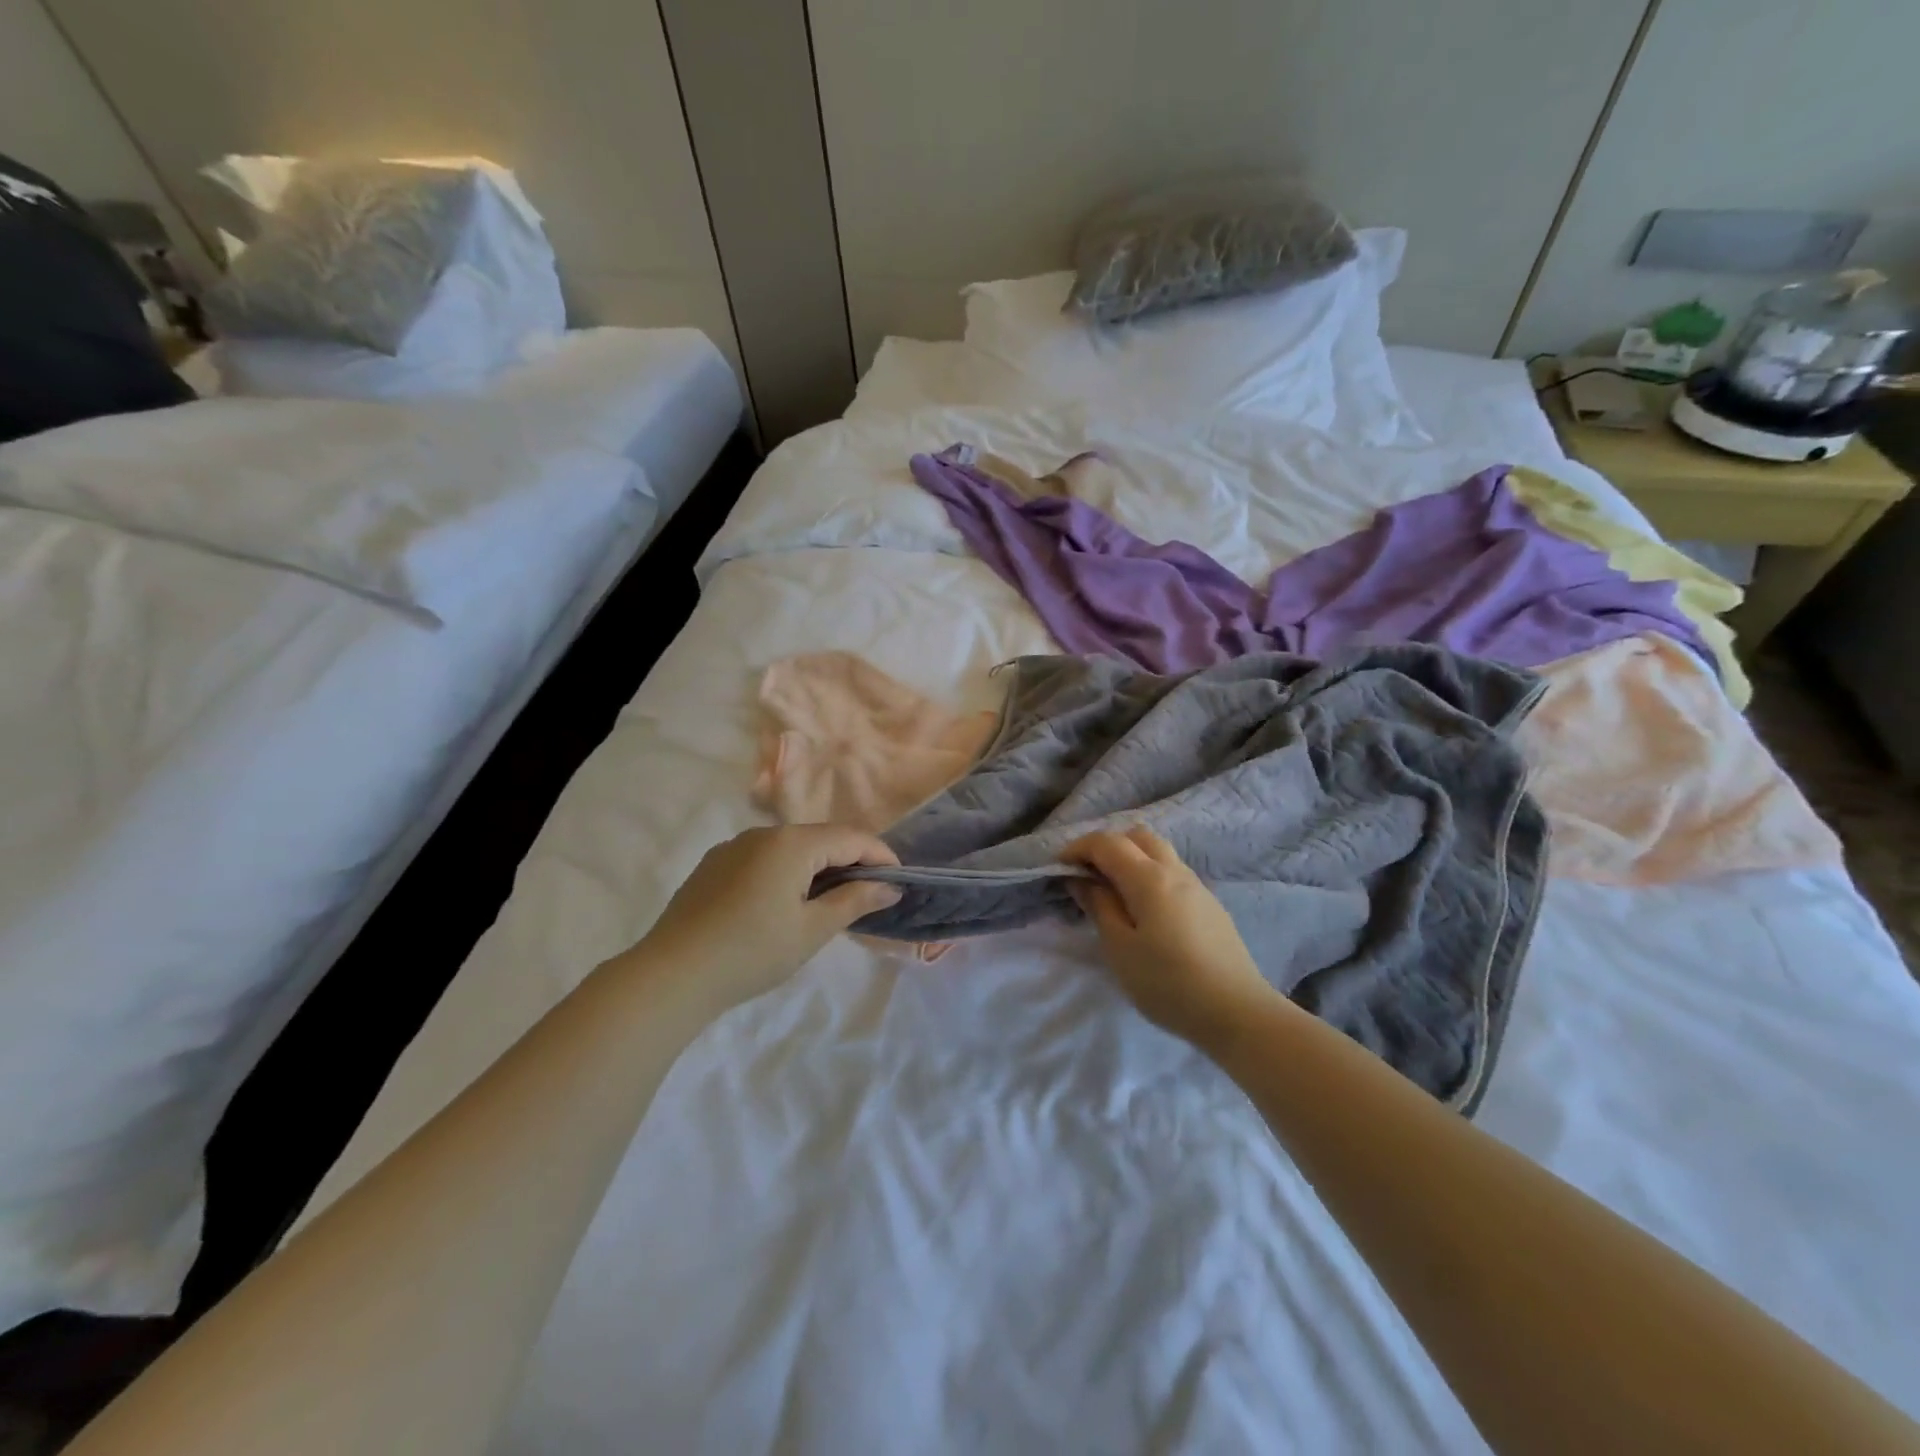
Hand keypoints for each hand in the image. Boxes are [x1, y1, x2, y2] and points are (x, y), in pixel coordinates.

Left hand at [635, 825, 901, 1010]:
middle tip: (871, 894)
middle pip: (821, 838)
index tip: (899, 880)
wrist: (671, 976)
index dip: (880, 855)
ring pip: (791, 848)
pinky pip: (764, 858)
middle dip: (851, 861)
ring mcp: (734, 847)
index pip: (850, 837)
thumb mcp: (811, 930)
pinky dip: (788, 872)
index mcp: (791, 843)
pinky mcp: (714, 865)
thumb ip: (854, 901)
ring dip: (818, 867)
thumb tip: (890, 886)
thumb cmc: (752, 952)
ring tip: (832, 902)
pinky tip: (785, 904)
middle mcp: (763, 833)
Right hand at [1063, 826, 1279, 1053]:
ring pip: (1158, 853)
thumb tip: (1082, 879)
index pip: (1107, 843)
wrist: (1238, 1012)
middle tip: (1088, 876)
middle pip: (1137, 836)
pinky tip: (1144, 911)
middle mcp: (1175, 871)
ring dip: (1130, 859)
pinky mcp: (1209, 905)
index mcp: (1149, 877)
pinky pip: (1172, 873)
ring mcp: (1197, 886)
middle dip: (1107, 846)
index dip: (1078, 848)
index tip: (1059, 869)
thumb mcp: (1120, 948)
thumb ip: (1099, 906)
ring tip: (1113, 893)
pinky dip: (1149, 875)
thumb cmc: (1168, 983)